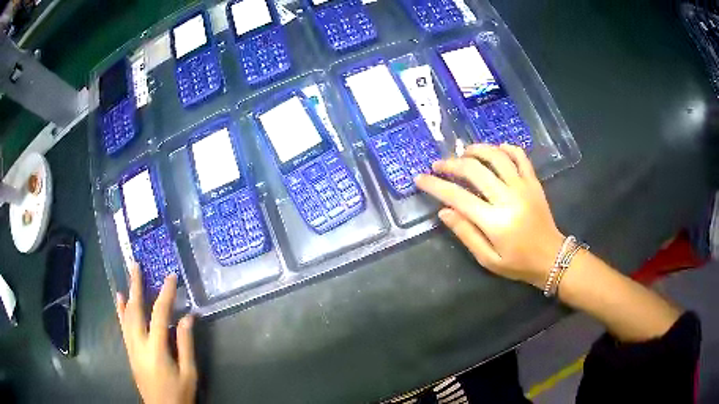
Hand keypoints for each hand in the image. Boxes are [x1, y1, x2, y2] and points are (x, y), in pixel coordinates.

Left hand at [116, 264, 196, 403]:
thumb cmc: (179, 393)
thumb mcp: (189, 372)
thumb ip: (186, 344)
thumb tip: (188, 317)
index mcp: (156, 348)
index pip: (160, 314)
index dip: (166, 294)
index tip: (171, 277)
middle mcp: (139, 343)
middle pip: (135, 310)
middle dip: (136, 286)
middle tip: (136, 266)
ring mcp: (131, 347)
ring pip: (126, 316)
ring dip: (128, 294)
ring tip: (128, 276)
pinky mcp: (129, 351)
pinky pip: (123, 326)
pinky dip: (120, 311)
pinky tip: (119, 300)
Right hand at [415, 144, 563, 288]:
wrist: (552, 258)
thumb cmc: (517, 263)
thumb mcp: (488, 259)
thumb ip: (466, 234)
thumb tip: (444, 211)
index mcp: (495, 222)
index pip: (458, 197)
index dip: (435, 185)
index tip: (420, 179)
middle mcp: (508, 198)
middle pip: (474, 170)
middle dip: (451, 164)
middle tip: (438, 165)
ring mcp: (523, 186)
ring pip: (496, 156)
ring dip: (476, 150)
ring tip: (463, 153)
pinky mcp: (534, 182)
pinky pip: (520, 156)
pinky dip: (505, 148)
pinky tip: (495, 150)